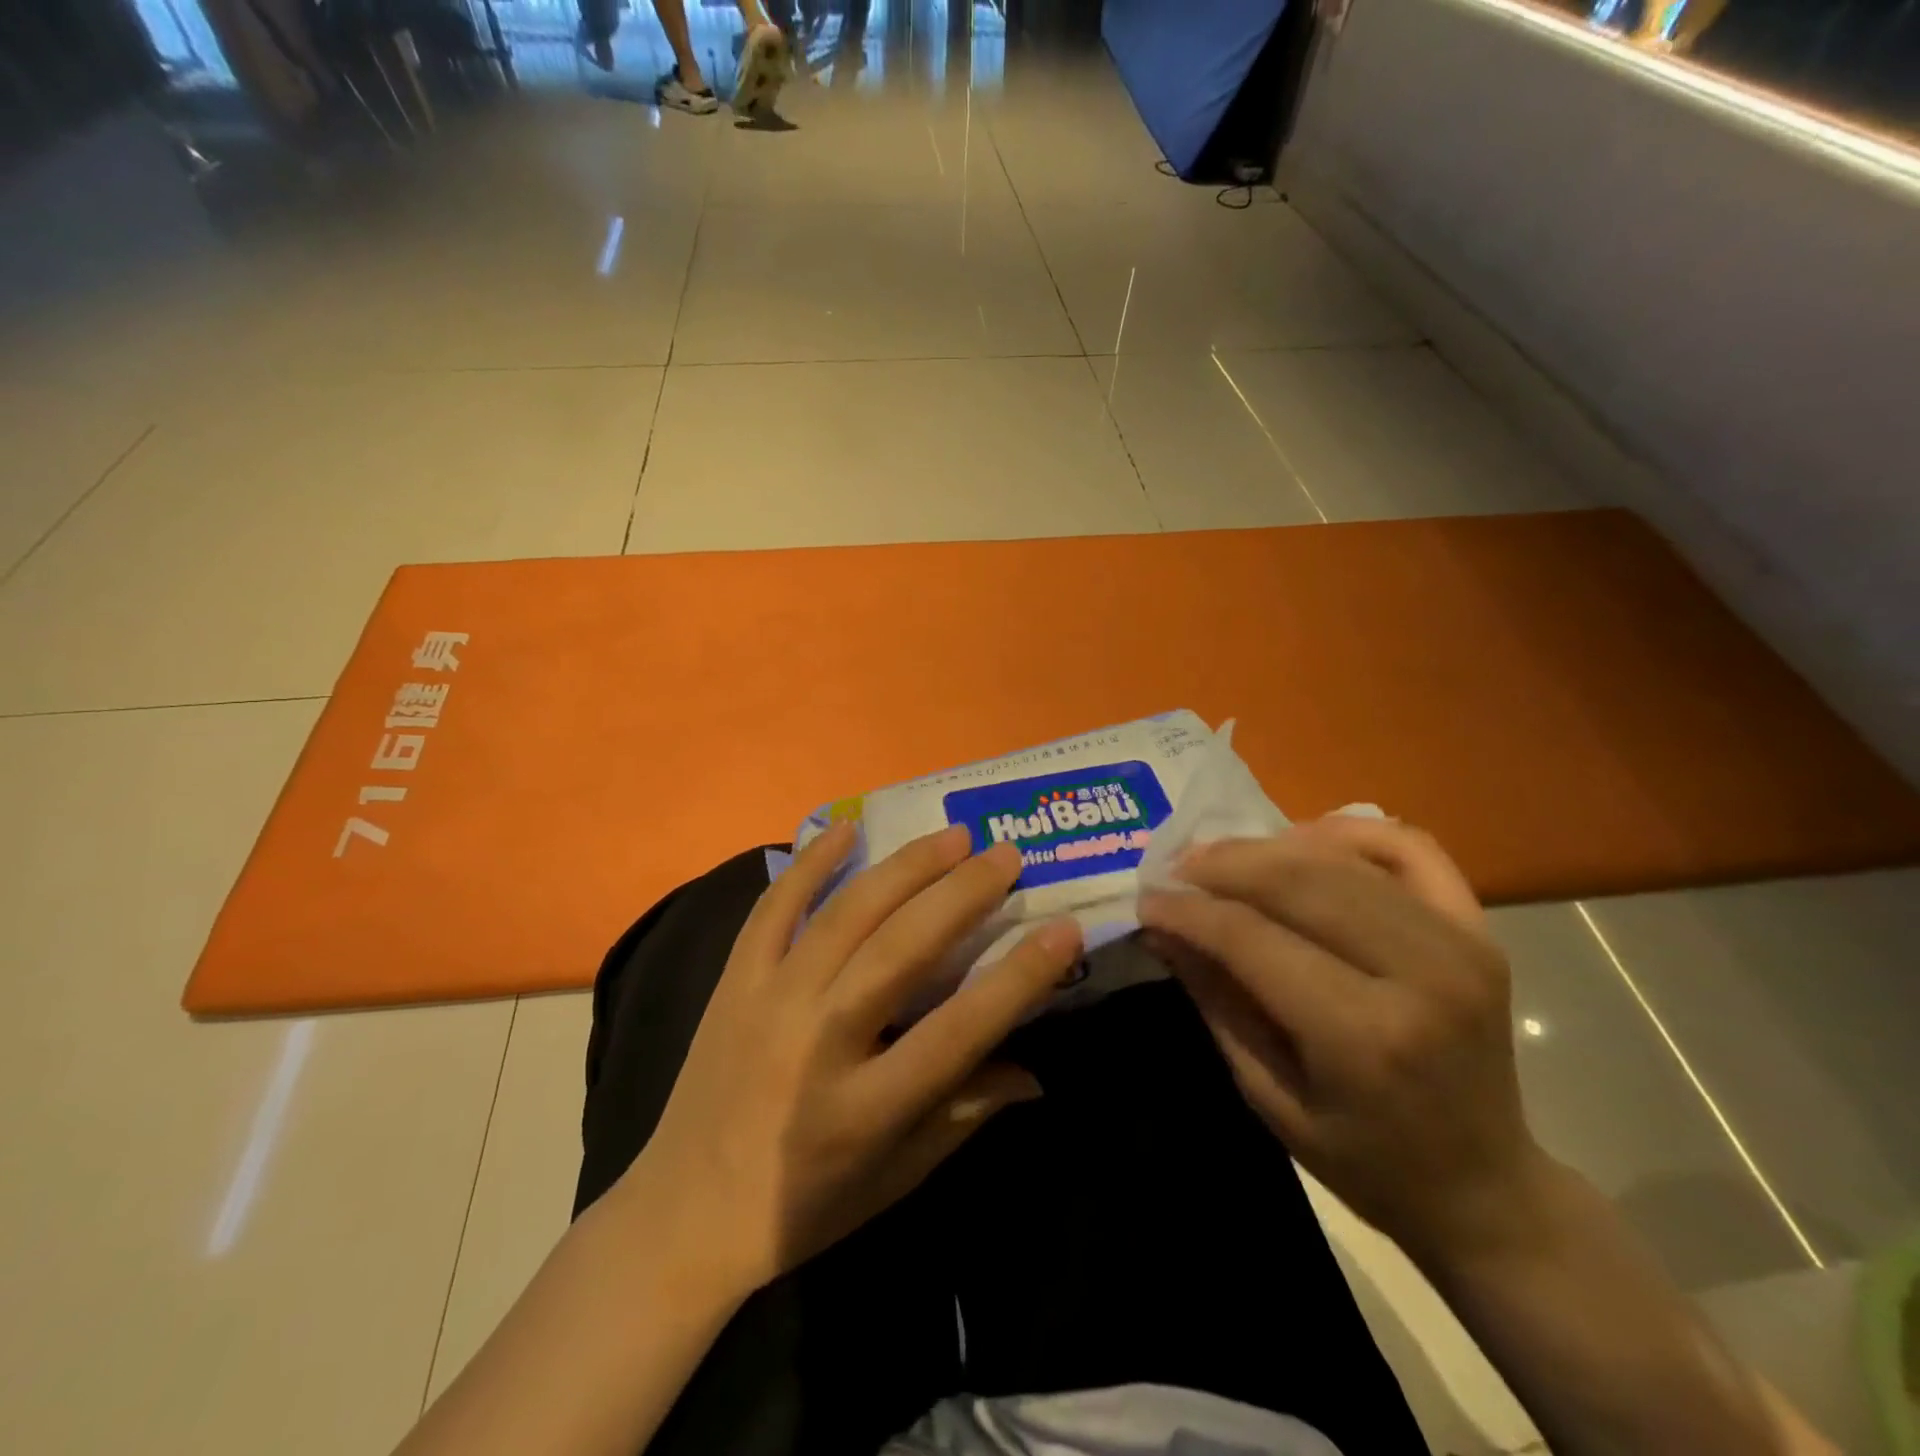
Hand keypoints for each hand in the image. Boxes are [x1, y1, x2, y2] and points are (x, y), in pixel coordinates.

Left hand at [624, 822, 1081, 1291]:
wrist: (682, 1214)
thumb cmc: (803, 1208)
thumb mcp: (895, 1178)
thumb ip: (964, 1114)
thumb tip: (1036, 1071)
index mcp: (863, 1107)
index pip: (959, 1029)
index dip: (1019, 976)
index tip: (1063, 928)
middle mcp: (816, 1042)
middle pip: (902, 951)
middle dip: (963, 894)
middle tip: (1007, 855)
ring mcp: (767, 1002)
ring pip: (846, 915)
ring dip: (905, 868)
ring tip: (954, 836)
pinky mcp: (734, 981)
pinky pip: (774, 908)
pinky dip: (811, 863)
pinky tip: (849, 829)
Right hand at [1141, 816, 1546, 1261]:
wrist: (1485, 1187)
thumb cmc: (1365, 1161)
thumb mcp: (1267, 1095)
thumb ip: (1215, 1000)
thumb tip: (1163, 927)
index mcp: (1364, 1036)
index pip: (1252, 938)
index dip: (1189, 910)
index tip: (1147, 899)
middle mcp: (1421, 974)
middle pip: (1297, 881)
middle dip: (1221, 866)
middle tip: (1175, 870)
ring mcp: (1460, 942)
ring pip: (1340, 858)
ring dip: (1267, 848)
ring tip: (1221, 859)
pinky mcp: (1478, 928)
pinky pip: (1408, 847)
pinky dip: (1347, 831)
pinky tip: (1301, 841)